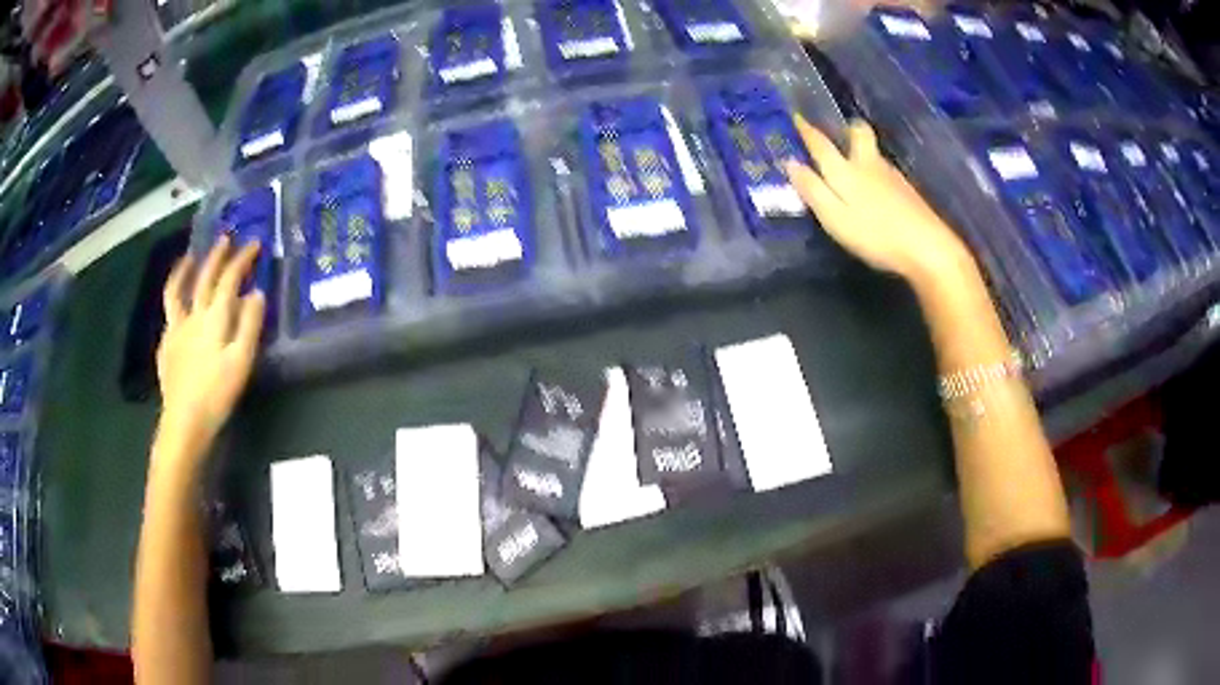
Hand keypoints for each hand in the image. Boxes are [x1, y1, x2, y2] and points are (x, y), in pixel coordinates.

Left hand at [156, 237, 265, 460]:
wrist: (184, 422)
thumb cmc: (217, 394)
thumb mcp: (241, 362)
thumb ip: (249, 325)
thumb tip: (256, 293)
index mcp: (214, 318)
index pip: (229, 279)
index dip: (241, 259)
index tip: (254, 243)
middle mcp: (193, 315)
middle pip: (204, 278)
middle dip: (216, 256)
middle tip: (225, 239)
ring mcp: (175, 329)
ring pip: (177, 290)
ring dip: (184, 270)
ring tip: (190, 257)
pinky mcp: (165, 345)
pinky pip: (169, 313)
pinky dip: (174, 299)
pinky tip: (177, 303)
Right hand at [785, 117, 976, 287]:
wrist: (927, 247)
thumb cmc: (875, 234)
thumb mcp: (835, 217)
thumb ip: (812, 189)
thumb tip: (790, 162)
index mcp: (846, 170)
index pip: (821, 144)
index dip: (807, 129)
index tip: (797, 116)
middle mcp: (868, 164)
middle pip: (859, 134)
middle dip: (847, 128)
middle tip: (838, 131)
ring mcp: (891, 175)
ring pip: (873, 150)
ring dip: (861, 147)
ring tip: (852, 158)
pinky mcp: (907, 190)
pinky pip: (884, 168)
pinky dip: (874, 168)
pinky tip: (874, 185)